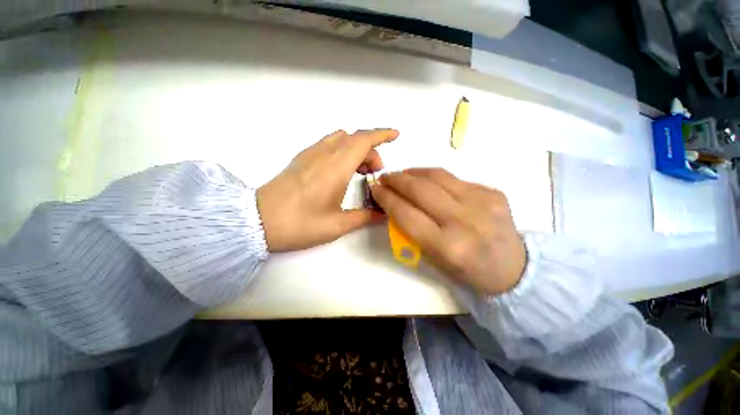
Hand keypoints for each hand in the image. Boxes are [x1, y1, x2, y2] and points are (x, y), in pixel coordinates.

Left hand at [257, 129, 397, 251]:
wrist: (258, 221)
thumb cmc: (300, 224)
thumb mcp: (337, 225)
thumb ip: (364, 217)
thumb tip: (382, 214)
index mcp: (336, 167)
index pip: (364, 140)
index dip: (382, 134)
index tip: (395, 136)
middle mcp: (324, 154)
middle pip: (355, 139)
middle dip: (371, 151)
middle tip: (375, 174)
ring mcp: (310, 153)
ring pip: (341, 139)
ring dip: (356, 149)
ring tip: (359, 171)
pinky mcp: (301, 158)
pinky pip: (328, 143)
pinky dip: (342, 149)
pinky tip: (341, 169)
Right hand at [370, 168, 525, 295]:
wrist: (514, 268)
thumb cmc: (467, 270)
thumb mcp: (433, 258)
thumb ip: (412, 231)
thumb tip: (395, 204)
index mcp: (447, 246)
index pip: (406, 213)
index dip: (387, 198)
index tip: (376, 189)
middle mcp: (464, 221)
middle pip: (420, 190)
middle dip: (397, 180)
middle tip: (386, 177)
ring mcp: (482, 202)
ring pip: (438, 176)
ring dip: (414, 173)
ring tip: (402, 174)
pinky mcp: (493, 192)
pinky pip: (455, 178)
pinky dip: (435, 177)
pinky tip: (428, 181)